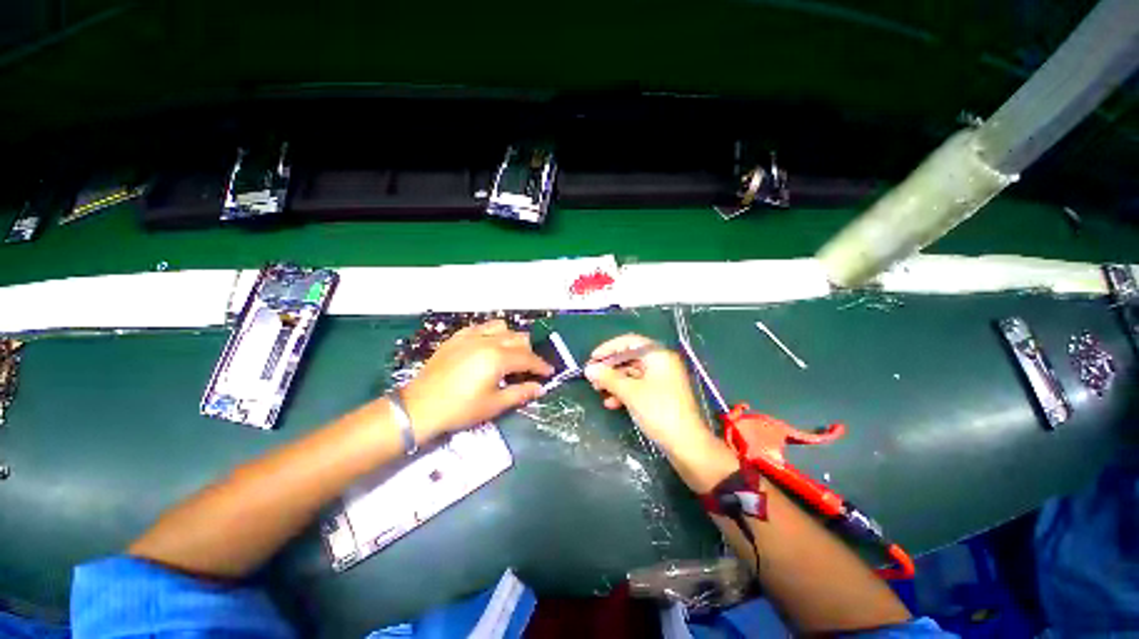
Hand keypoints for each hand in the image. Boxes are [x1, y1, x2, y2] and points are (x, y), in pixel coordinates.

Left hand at [400, 320, 553, 442]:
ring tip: (509, 353)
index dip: (541, 366)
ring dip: (511, 338)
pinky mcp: (457, 337)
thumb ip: (520, 393)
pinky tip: (488, 345)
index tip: (549, 372)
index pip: (528, 358)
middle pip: (518, 338)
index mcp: (498, 358)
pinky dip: (491, 333)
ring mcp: (471, 336)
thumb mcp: (494, 405)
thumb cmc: (460, 409)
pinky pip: (481, 327)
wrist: (420, 407)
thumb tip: (540, 388)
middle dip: (528, 352)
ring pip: (501, 327)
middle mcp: (487, 341)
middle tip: (528, 368)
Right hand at [584, 334, 711, 452]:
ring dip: (614, 381)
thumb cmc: (659, 411)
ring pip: (633, 374)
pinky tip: (611, 403)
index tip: (592, 358)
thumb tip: (589, 368)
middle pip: (630, 357)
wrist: (687, 445)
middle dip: (610, 367)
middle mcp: (662, 363)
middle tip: (592, 377)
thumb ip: (608, 378)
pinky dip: (624, 392)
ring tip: (598, 390)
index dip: (609, 348)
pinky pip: (639, 387)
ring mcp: (663, 380)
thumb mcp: (630, 393)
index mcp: (658, 356)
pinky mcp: (661, 396)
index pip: (629, 342)